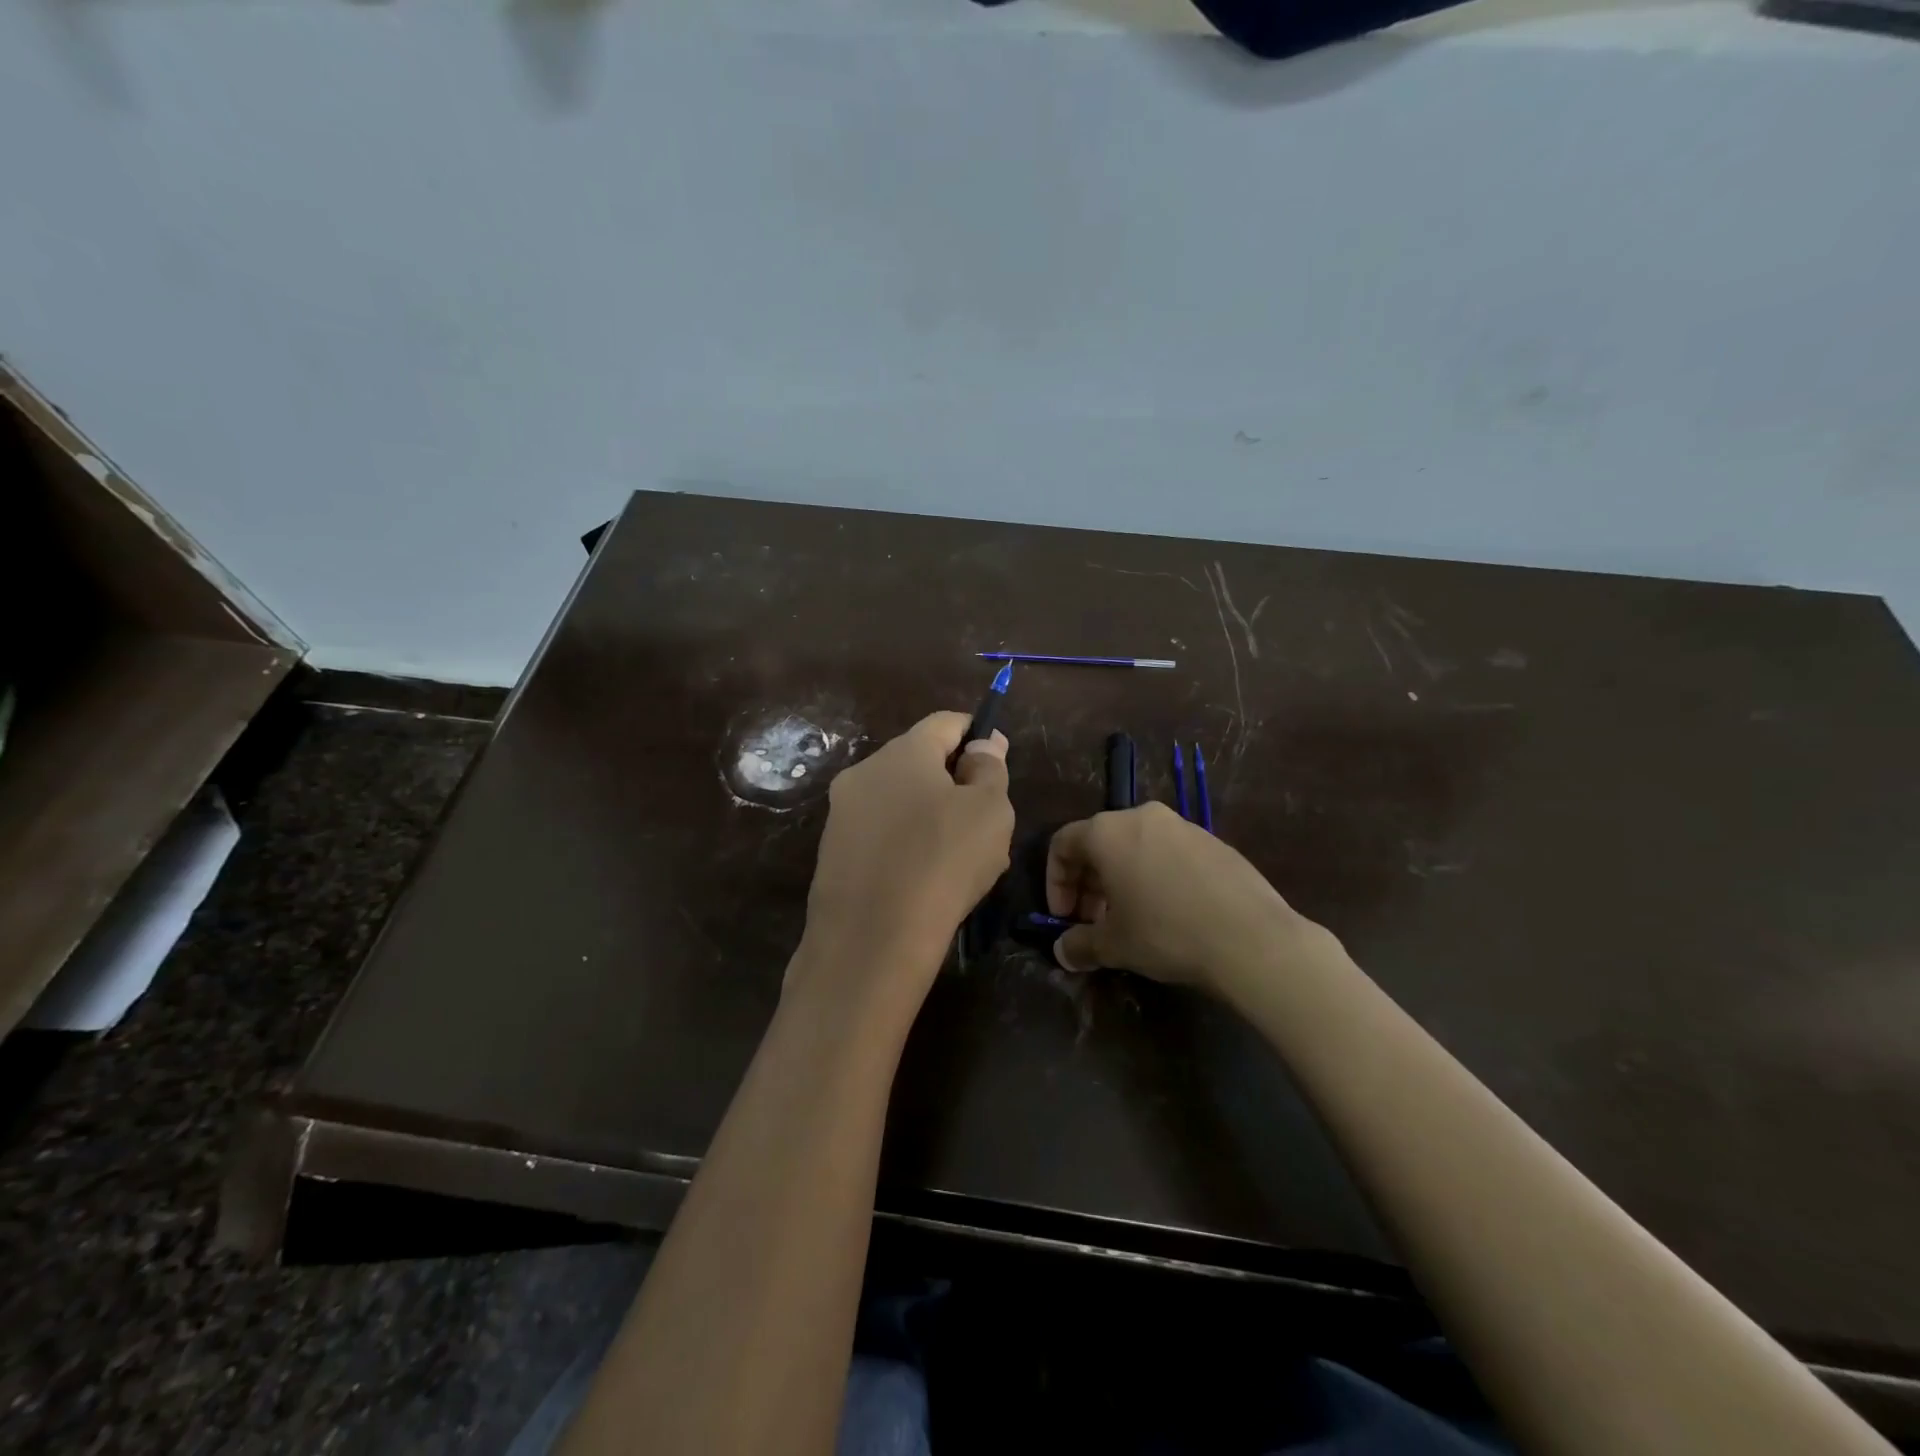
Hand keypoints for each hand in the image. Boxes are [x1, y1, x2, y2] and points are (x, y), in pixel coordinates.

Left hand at [791, 712, 1013, 1019]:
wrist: (871, 940)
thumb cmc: (943, 862)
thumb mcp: (990, 811)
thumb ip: (989, 768)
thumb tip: (983, 744)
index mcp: (903, 751)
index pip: (946, 722)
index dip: (977, 735)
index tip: (996, 764)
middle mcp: (864, 771)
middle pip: (919, 761)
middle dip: (953, 781)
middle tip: (984, 821)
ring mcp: (841, 813)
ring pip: (899, 800)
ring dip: (930, 815)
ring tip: (957, 859)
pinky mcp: (832, 852)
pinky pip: (880, 834)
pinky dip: (905, 844)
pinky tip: (924, 881)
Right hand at [1046, 802, 1333, 995]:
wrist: (1251, 938)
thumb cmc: (1166, 932)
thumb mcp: (1114, 945)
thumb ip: (1080, 945)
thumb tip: (1063, 952)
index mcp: (1108, 832)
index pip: (1063, 844)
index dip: (1055, 882)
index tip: (1064, 918)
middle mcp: (1142, 817)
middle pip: (1099, 843)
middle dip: (1088, 884)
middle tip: (1093, 923)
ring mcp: (1182, 826)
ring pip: (1136, 847)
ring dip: (1122, 880)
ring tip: (1130, 920)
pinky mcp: (1214, 842)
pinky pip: (1168, 853)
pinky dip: (1155, 876)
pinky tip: (1169, 913)